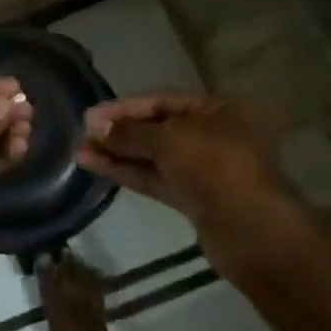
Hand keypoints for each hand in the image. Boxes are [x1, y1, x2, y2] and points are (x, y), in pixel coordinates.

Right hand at [76, 94, 310, 282]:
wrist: (249, 229)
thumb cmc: (214, 166)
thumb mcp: (168, 139)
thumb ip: (130, 132)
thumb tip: (97, 128)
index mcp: (220, 110)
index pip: (164, 101)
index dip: (126, 107)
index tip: (92, 116)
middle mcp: (216, 135)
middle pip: (159, 129)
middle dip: (120, 132)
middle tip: (84, 134)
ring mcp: (206, 169)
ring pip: (155, 157)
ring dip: (119, 154)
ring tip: (80, 152)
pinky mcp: (196, 198)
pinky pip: (157, 178)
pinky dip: (129, 172)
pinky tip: (97, 167)